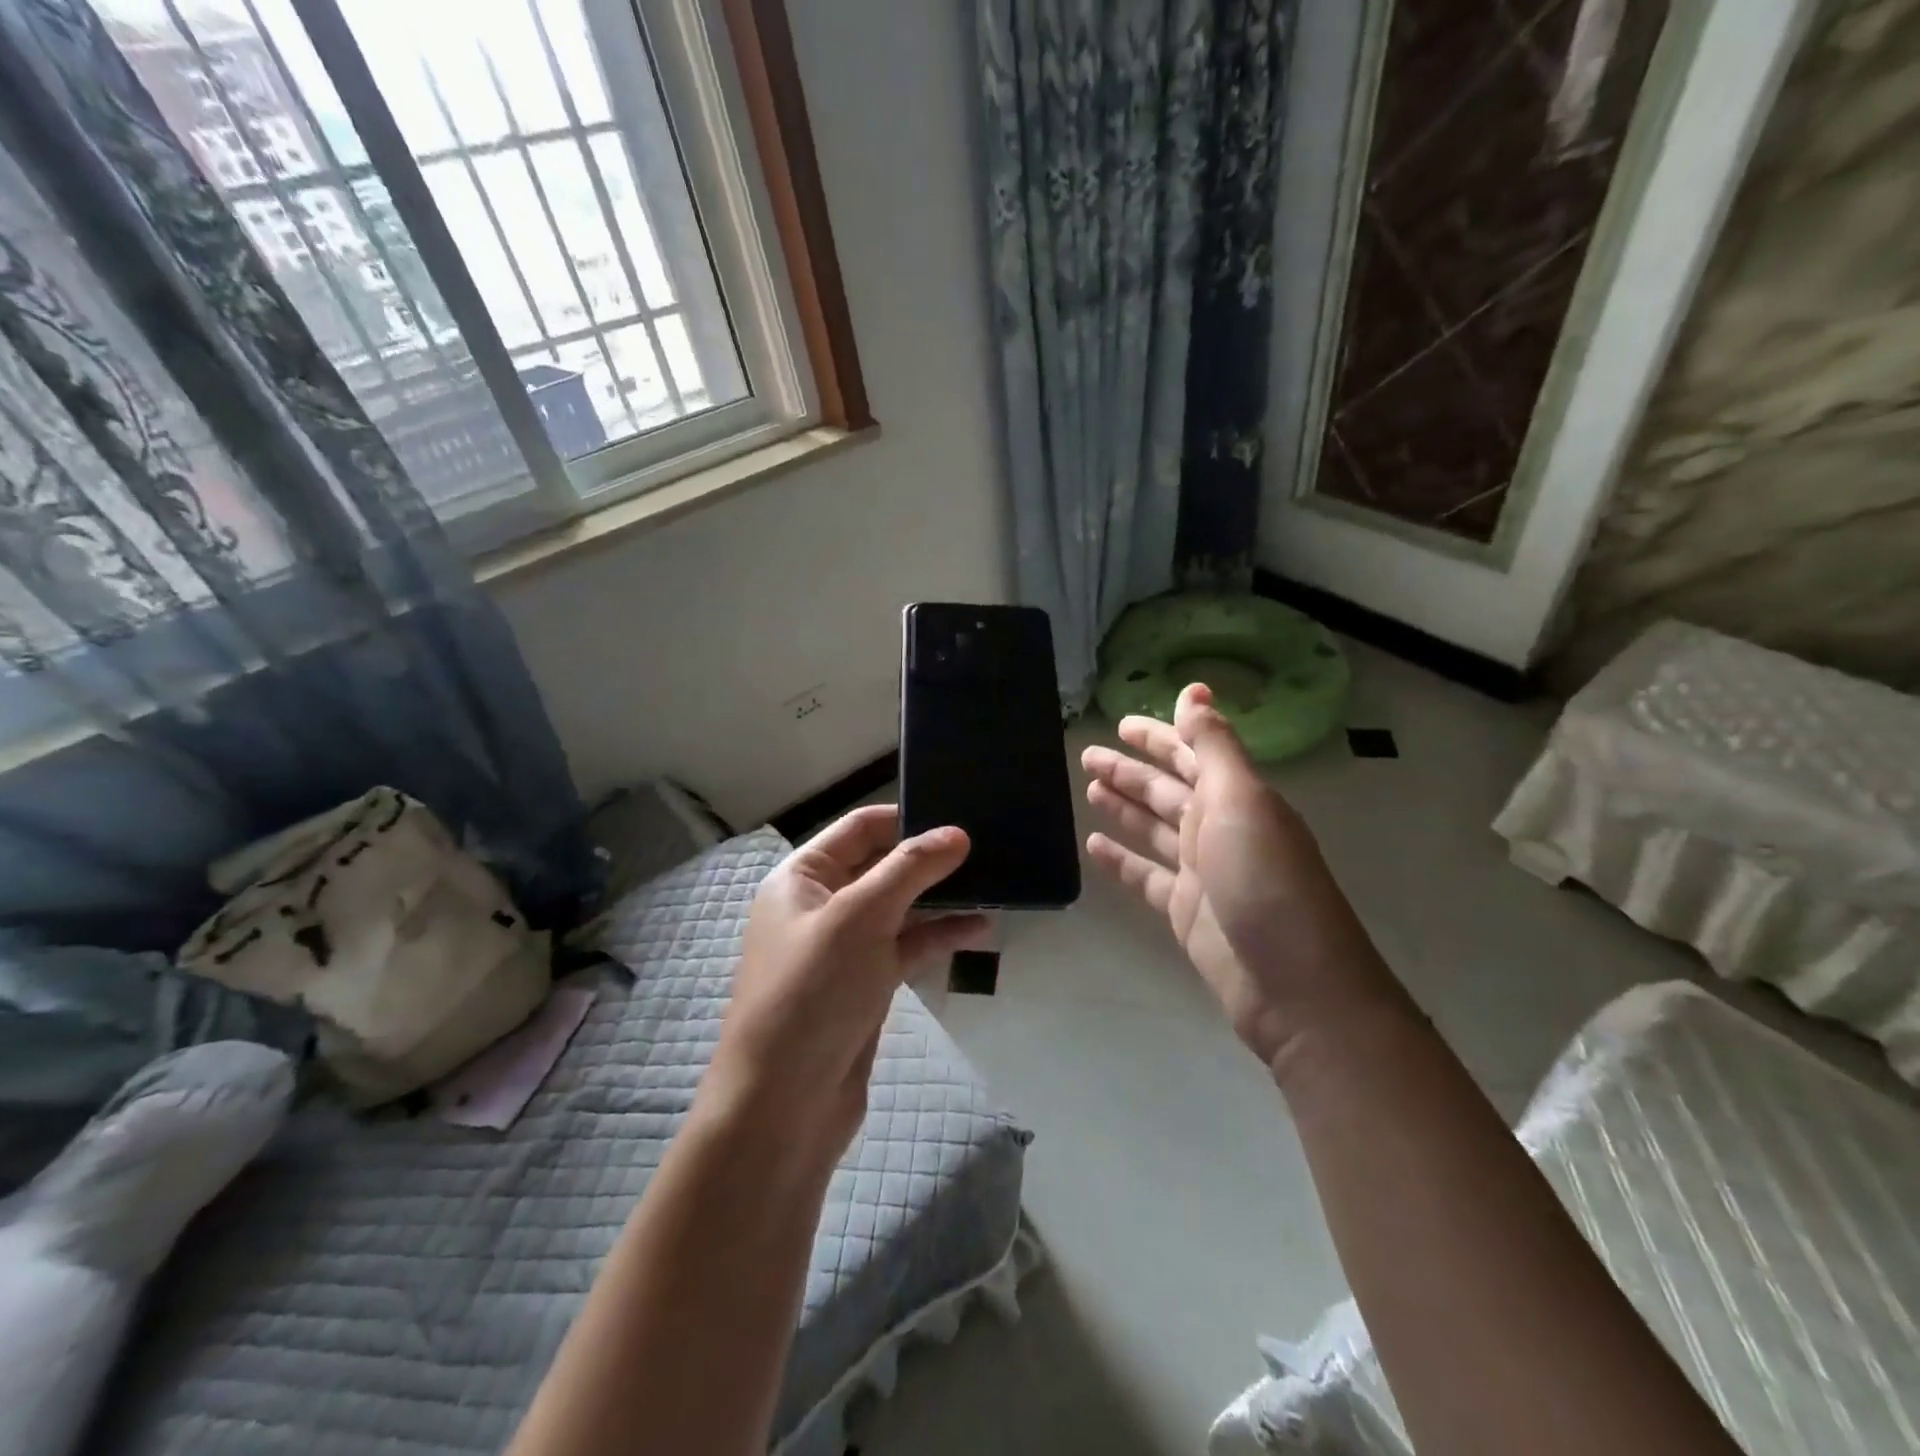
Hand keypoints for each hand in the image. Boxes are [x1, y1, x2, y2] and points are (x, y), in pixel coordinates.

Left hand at [701, 806, 989, 1156]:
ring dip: (941, 898)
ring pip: (899, 908)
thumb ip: (909, 869)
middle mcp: (819, 905)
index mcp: (801, 877)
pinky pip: (906, 947)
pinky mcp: (865, 984)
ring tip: (994, 885)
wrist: (784, 1105)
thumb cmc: (812, 993)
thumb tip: (956, 833)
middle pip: (881, 865)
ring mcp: (843, 947)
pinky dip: (939, 936)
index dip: (906, 818)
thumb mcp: (859, 918)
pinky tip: (980, 929)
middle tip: (988, 848)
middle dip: (929, 859)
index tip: (959, 817)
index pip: (859, 828)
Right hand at [1083, 683, 1401, 1074]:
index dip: (1161, 737)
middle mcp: (1220, 829)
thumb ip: (1213, 747)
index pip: (1192, 755)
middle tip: (1088, 755)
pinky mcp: (1186, 911)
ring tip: (1088, 789)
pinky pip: (1145, 876)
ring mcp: (1202, 872)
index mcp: (1237, 798)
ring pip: (1153, 829)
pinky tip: (1093, 847)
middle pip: (1167, 790)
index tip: (1123, 722)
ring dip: (1124, 808)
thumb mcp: (1241, 802)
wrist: (1294, 984)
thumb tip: (1194, 691)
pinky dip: (1121, 860)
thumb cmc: (1266, 882)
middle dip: (1131, 770)